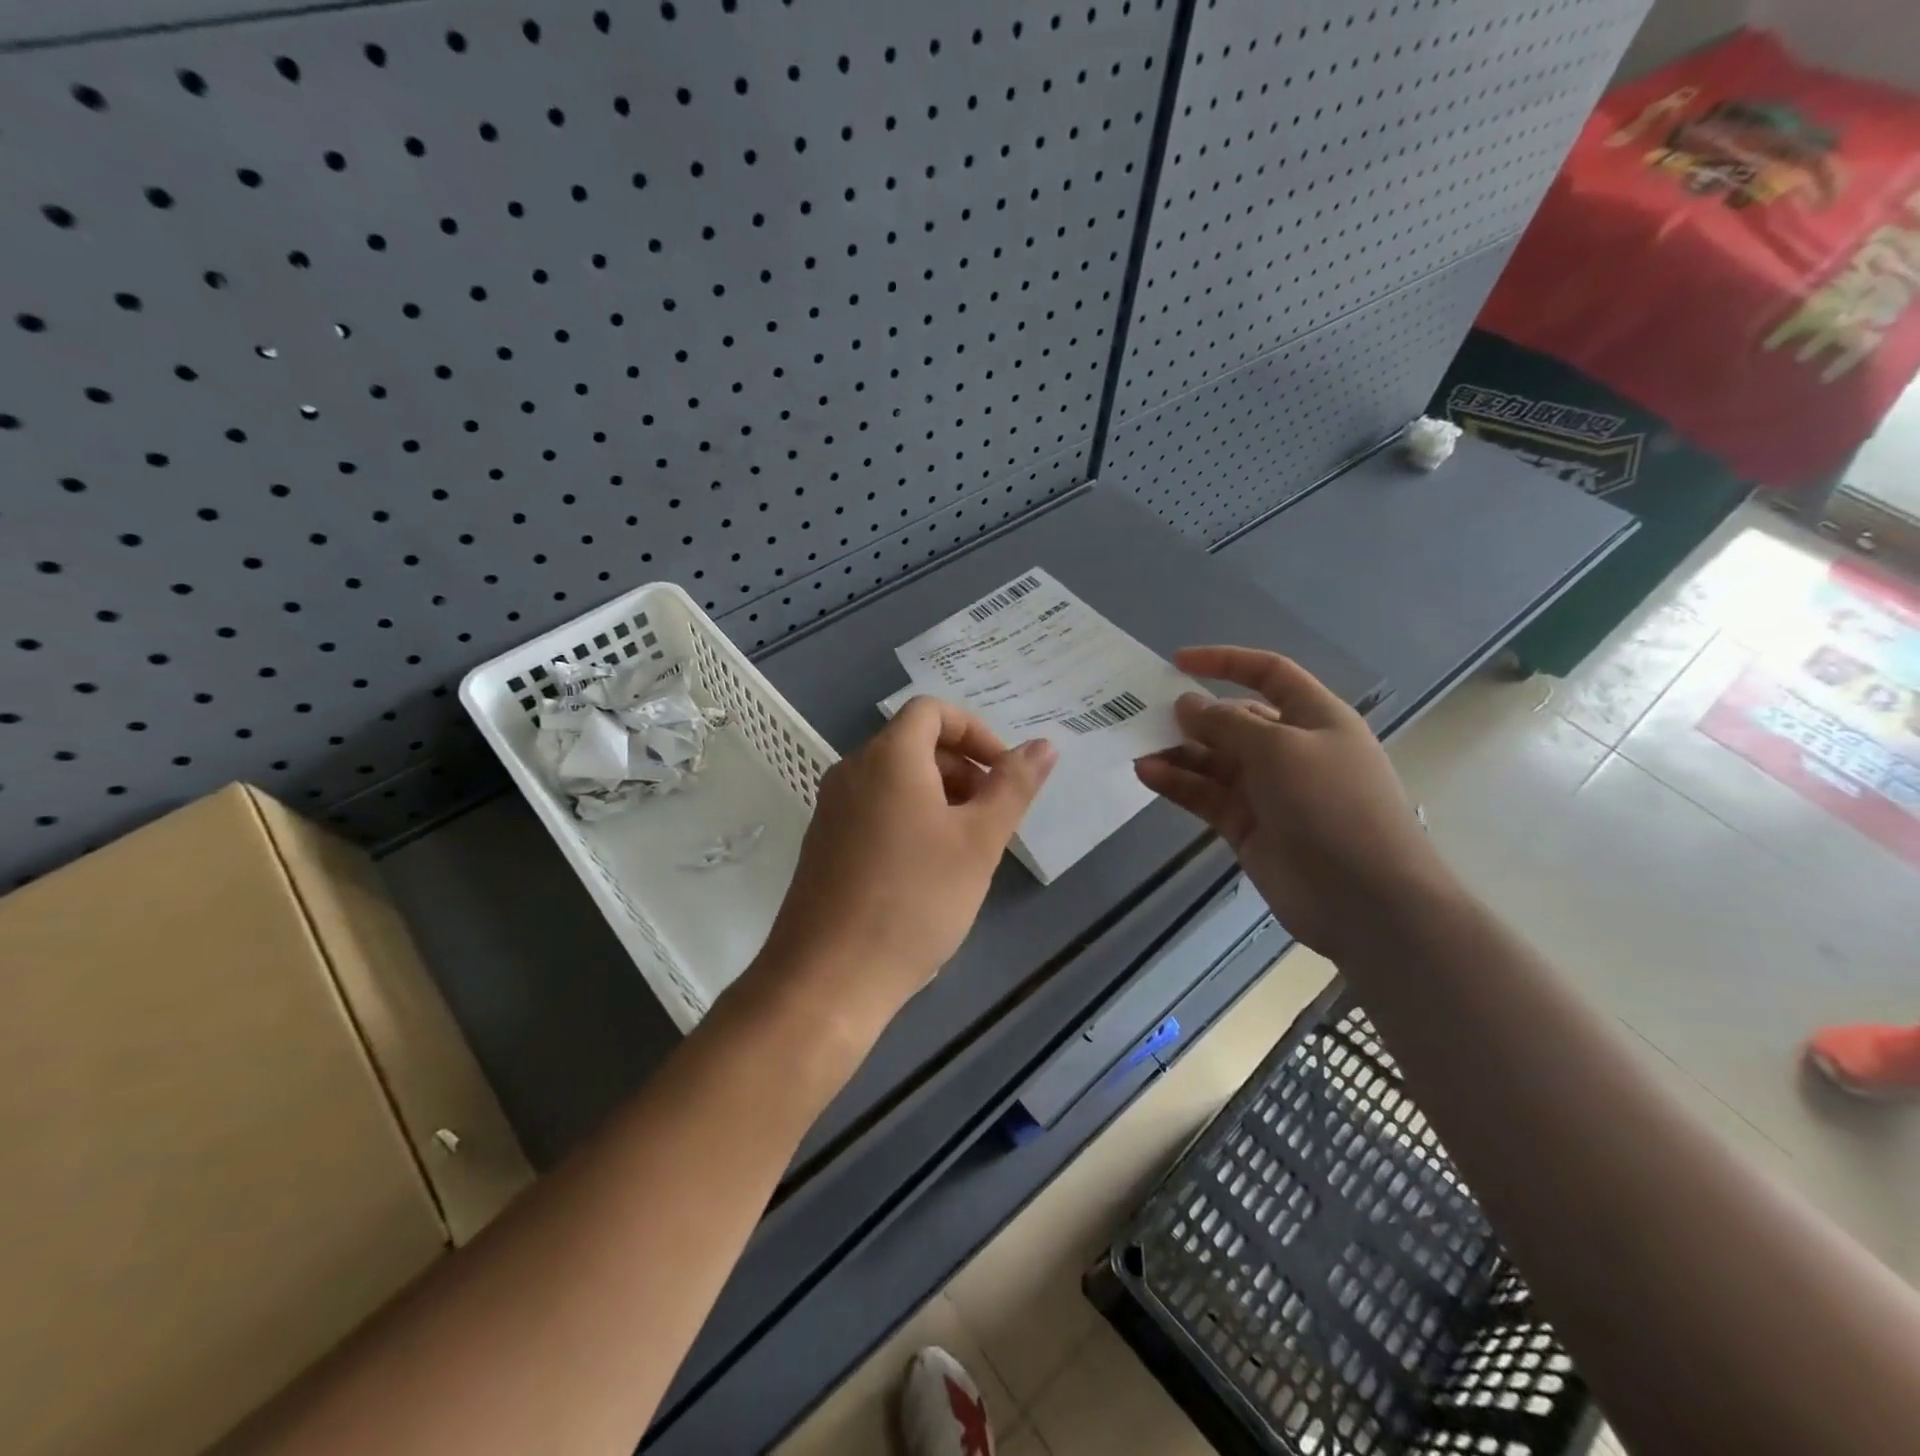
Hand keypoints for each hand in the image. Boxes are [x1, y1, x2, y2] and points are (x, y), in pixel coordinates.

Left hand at [757, 696, 1055, 1026]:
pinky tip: (926, 872)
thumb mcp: (978, 842)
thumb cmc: (915, 900)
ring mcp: (832, 808)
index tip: (1002, 773)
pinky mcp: (823, 843)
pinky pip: (874, 810)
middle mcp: (852, 771)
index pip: (932, 711)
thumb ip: (1013, 787)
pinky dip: (908, 819)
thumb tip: (1043, 745)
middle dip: (962, 768)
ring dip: (939, 796)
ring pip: (894, 780)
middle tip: (991, 818)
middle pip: (914, 744)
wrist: (829, 977)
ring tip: (965, 849)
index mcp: (888, 757)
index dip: (975, 731)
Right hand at [1135, 646, 1452, 957]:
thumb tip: (1187, 705)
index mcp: (1314, 718)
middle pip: (1234, 720)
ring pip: (1213, 760)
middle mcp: (1290, 749)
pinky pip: (1206, 795)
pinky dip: (1177, 784)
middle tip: (1146, 715)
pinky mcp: (1247, 826)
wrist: (1364, 898)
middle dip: (1193, 716)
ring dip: (1177, 752)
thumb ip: (1226, 723)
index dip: (1226, 662)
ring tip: (1138, 747)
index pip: (1269, 674)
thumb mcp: (1279, 748)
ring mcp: (1267, 790)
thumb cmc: (1331, 805)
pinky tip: (1146, 774)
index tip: (1178, 662)